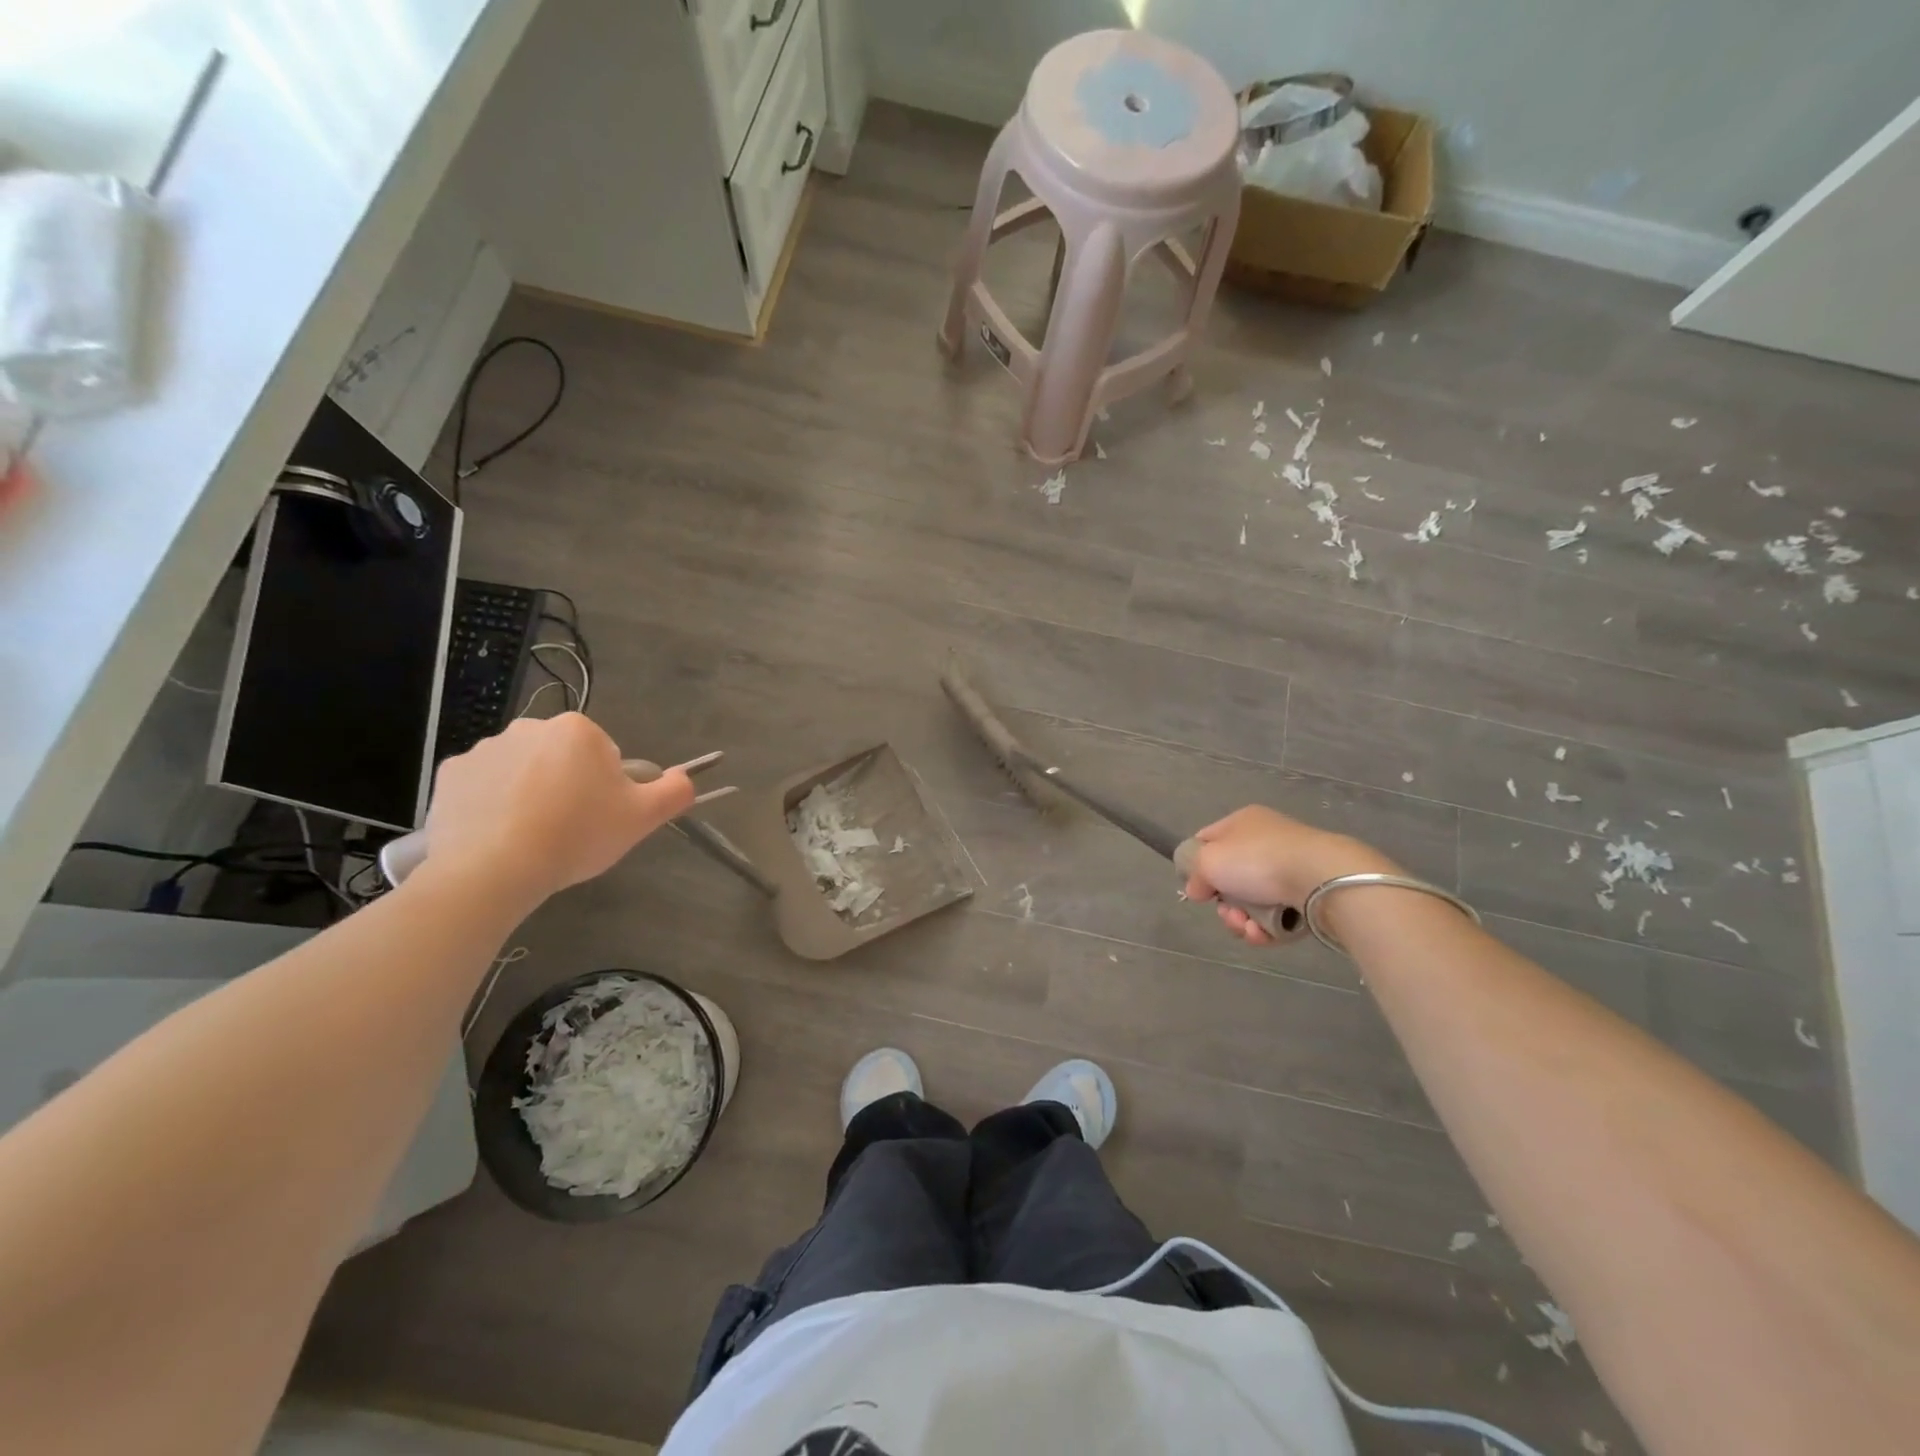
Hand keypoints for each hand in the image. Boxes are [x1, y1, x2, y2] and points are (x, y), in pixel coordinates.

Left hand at [418, 714, 694, 909]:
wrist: (492, 869)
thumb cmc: (576, 835)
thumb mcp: (642, 818)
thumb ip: (675, 791)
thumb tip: (685, 778)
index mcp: (578, 730)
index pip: (605, 756)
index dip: (607, 789)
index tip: (599, 818)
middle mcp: (529, 727)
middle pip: (562, 759)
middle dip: (568, 787)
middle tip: (569, 830)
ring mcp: (484, 749)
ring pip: (523, 771)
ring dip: (530, 794)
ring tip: (530, 838)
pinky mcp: (449, 774)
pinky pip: (483, 786)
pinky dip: (492, 805)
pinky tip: (498, 836)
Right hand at [1182, 806, 1397, 945]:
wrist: (1321, 878)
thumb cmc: (1257, 860)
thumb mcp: (1208, 860)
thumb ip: (1195, 874)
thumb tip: (1197, 890)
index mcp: (1242, 822)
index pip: (1207, 840)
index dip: (1197, 864)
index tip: (1197, 887)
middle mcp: (1265, 841)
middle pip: (1230, 878)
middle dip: (1224, 903)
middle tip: (1228, 913)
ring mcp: (1289, 869)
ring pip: (1252, 902)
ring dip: (1242, 920)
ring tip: (1248, 927)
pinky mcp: (1307, 895)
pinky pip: (1276, 915)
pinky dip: (1265, 928)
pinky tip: (1263, 933)